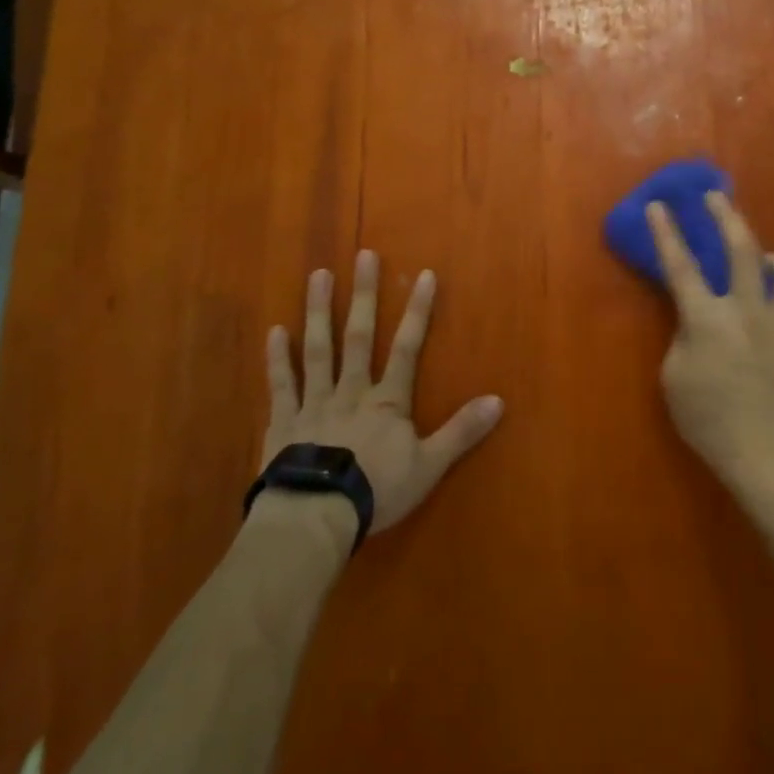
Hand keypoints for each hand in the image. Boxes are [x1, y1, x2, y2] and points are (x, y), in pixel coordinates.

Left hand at [263, 251, 502, 533]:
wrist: (316, 517)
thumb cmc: (376, 491)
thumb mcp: (429, 465)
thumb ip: (461, 431)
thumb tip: (499, 400)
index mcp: (386, 401)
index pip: (406, 347)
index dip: (417, 311)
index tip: (424, 275)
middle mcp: (351, 390)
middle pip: (359, 336)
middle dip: (364, 295)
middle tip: (363, 255)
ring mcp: (315, 402)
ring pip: (318, 349)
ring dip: (319, 311)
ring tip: (318, 274)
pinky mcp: (284, 422)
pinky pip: (282, 384)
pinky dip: (278, 358)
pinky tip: (275, 330)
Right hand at [647, 193, 773, 508]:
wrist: (770, 455)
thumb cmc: (710, 421)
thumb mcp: (674, 378)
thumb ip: (684, 336)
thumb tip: (698, 318)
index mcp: (708, 318)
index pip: (681, 265)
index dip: (666, 232)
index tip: (658, 205)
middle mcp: (749, 308)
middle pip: (741, 246)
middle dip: (725, 214)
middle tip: (715, 197)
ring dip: (772, 257)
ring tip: (764, 261)